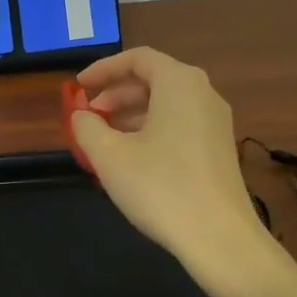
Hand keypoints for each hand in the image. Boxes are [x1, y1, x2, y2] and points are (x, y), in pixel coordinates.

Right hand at [71, 47, 276, 296]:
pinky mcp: (219, 148)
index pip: (137, 59)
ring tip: (103, 140)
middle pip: (153, 79)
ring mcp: (215, 122)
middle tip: (88, 117)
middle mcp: (203, 93)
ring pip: (166, 104)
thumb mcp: (109, 156)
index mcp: (179, 83)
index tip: (78, 88)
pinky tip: (132, 159)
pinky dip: (151, 130)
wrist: (219, 238)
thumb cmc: (160, 187)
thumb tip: (81, 115)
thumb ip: (87, 127)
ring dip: (131, 115)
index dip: (103, 69)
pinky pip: (179, 124)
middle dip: (115, 95)